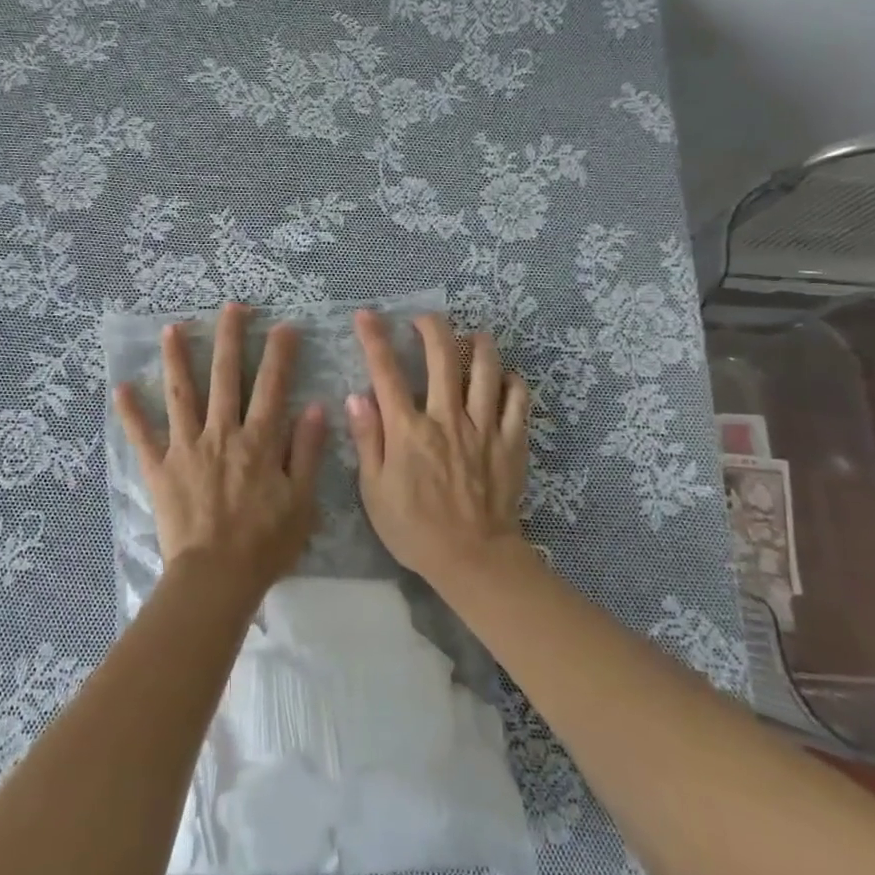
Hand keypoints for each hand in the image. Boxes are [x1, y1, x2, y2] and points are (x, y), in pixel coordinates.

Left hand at [115, 302, 327, 594]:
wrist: (216, 576)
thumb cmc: (265, 543)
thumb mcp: (301, 501)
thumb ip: (306, 452)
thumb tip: (314, 408)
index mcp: (258, 441)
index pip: (272, 386)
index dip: (280, 353)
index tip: (284, 325)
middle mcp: (221, 433)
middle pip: (226, 377)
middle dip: (230, 338)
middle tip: (232, 307)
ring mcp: (186, 448)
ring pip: (181, 394)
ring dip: (177, 358)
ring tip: (172, 328)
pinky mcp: (160, 467)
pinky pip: (142, 436)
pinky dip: (130, 412)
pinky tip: (121, 388)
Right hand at [347, 310, 530, 589]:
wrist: (473, 559)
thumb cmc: (414, 529)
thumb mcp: (374, 491)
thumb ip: (366, 440)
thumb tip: (356, 396)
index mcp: (408, 431)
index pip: (386, 373)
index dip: (374, 339)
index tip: (366, 315)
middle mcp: (447, 419)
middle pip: (442, 357)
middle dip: (431, 327)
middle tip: (423, 318)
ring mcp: (484, 428)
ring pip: (486, 369)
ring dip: (478, 345)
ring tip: (472, 336)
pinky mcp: (511, 441)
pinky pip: (518, 400)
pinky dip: (511, 381)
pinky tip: (504, 377)